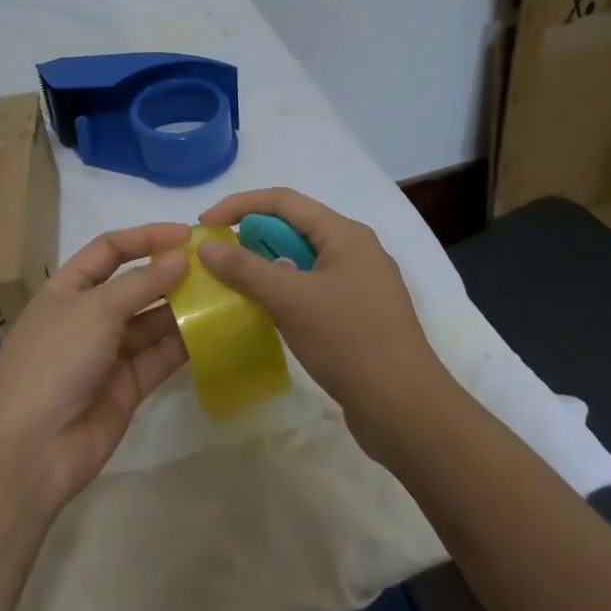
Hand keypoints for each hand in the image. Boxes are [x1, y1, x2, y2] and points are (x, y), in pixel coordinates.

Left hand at [0, 222, 191, 506]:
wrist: (31, 447)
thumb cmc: (56, 359)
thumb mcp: (96, 309)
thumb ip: (142, 283)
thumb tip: (181, 257)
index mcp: (68, 289)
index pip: (109, 250)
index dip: (146, 237)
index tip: (187, 235)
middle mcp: (88, 317)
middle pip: (134, 286)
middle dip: (170, 274)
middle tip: (216, 267)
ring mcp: (107, 354)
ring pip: (151, 323)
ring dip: (183, 309)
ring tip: (224, 296)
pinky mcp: (126, 388)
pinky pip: (160, 358)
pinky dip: (184, 345)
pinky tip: (215, 331)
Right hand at [195, 189, 446, 447]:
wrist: (406, 409)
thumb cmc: (349, 342)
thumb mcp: (290, 300)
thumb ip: (245, 269)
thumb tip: (206, 245)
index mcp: (345, 235)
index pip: (284, 201)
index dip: (239, 205)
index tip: (205, 226)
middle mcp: (355, 251)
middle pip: (293, 227)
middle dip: (251, 235)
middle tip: (216, 258)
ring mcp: (359, 284)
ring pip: (301, 260)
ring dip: (265, 265)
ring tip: (233, 283)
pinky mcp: (358, 315)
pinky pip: (311, 288)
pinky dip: (283, 290)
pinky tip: (265, 311)